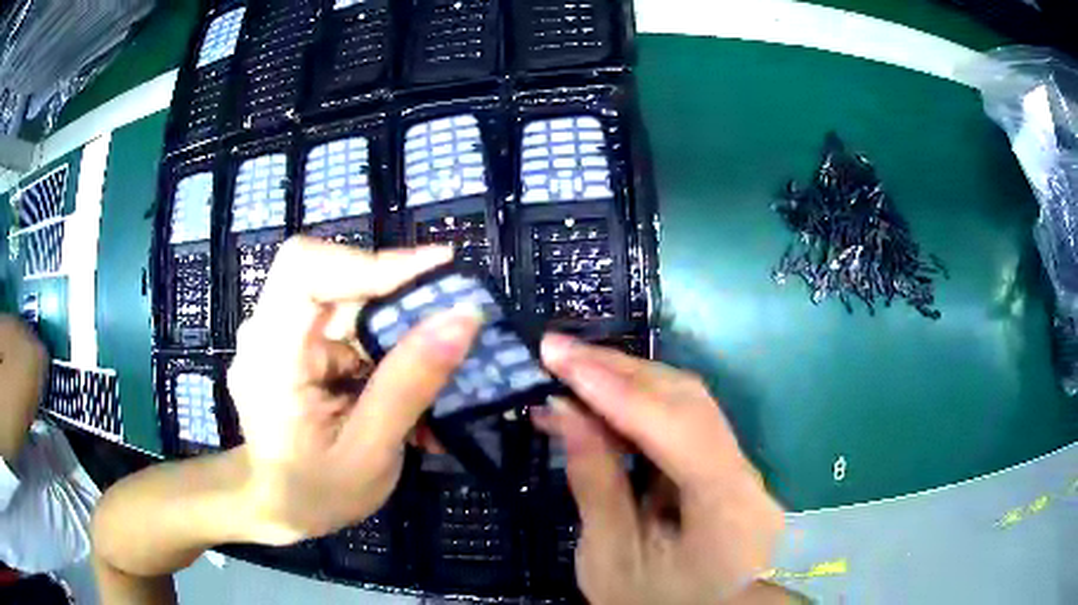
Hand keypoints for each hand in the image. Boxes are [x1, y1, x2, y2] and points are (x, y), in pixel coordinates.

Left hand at [227, 237, 481, 543]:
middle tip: (456, 323)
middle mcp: (268, 330)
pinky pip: (349, 328)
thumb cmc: (315, 492)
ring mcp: (282, 335)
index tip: (438, 271)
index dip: (369, 261)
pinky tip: (409, 384)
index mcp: (271, 354)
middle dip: (399, 299)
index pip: (305, 269)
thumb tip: (463, 317)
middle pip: (336, 281)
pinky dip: (386, 349)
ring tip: (442, 369)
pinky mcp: (300, 346)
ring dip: (399, 329)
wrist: (277, 506)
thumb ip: (410, 384)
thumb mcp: (370, 451)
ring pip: (349, 302)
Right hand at [534, 334, 783, 603]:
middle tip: (559, 351)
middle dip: (619, 371)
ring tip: (573, 370)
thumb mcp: (611, 558)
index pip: (676, 427)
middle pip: (688, 400)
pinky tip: (603, 405)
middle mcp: (744, 475)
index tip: (559, 356)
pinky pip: (684, 423)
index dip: (615, 388)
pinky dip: (640, 407)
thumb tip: (565, 410)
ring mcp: (740, 468)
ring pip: (688, 404)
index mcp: (726, 506)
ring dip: (628, 382)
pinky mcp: (726, 469)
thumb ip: (594, 481)